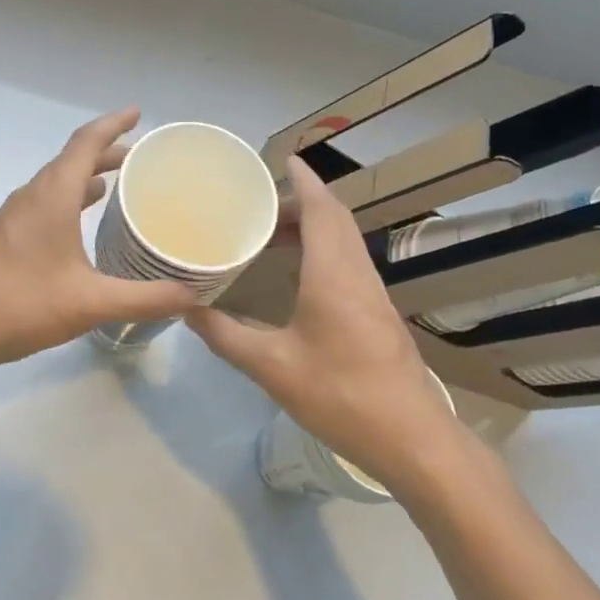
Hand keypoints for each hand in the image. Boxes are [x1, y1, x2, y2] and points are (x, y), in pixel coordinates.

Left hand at [0, 109, 195, 375]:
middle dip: (107, 151)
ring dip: (87, 176)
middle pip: (72, 159)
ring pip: (57, 183)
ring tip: (119, 184)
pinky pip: (46, 203)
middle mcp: (32, 196)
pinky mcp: (5, 237)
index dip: (113, 123)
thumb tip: (191, 295)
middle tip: (141, 157)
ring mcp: (13, 217)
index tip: (138, 113)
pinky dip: (71, 200)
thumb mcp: (89, 303)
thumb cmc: (18, 305)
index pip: (85, 142)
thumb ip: (144, 299)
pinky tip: (83, 224)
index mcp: (52, 196)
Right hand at [186, 157, 464, 495]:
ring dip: (314, 226)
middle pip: (335, 219)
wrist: (413, 439)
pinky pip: (348, 263)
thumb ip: (226, 336)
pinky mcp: (379, 314)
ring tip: (274, 232)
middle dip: (302, 201)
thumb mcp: (273, 367)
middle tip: (261, 203)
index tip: (284, 160)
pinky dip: (323, 250)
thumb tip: (186, 309)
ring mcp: (373, 294)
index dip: (304, 181)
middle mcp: (357, 274)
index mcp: (333, 274)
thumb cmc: (341, 395)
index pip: (321, 210)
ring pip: (345, 241)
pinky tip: (300, 274)